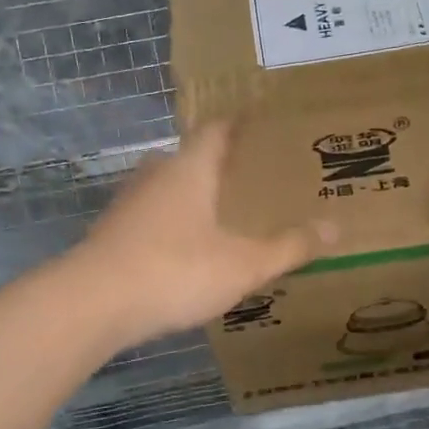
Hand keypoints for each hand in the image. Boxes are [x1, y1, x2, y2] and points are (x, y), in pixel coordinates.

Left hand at [72, 122, 337, 348]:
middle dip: (221, 166)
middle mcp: (156, 174)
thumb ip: (288, 247)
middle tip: (254, 181)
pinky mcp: (112, 233)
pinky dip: (173, 225)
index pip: (217, 128)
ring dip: (194, 197)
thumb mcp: (243, 264)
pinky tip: (188, 251)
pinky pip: (152, 218)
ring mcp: (128, 203)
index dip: (241, 124)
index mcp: (190, 167)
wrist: (93, 304)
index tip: (265, 126)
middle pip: (191, 157)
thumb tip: (336, 228)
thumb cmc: (175, 270)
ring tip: (225, 217)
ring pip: (169, 189)